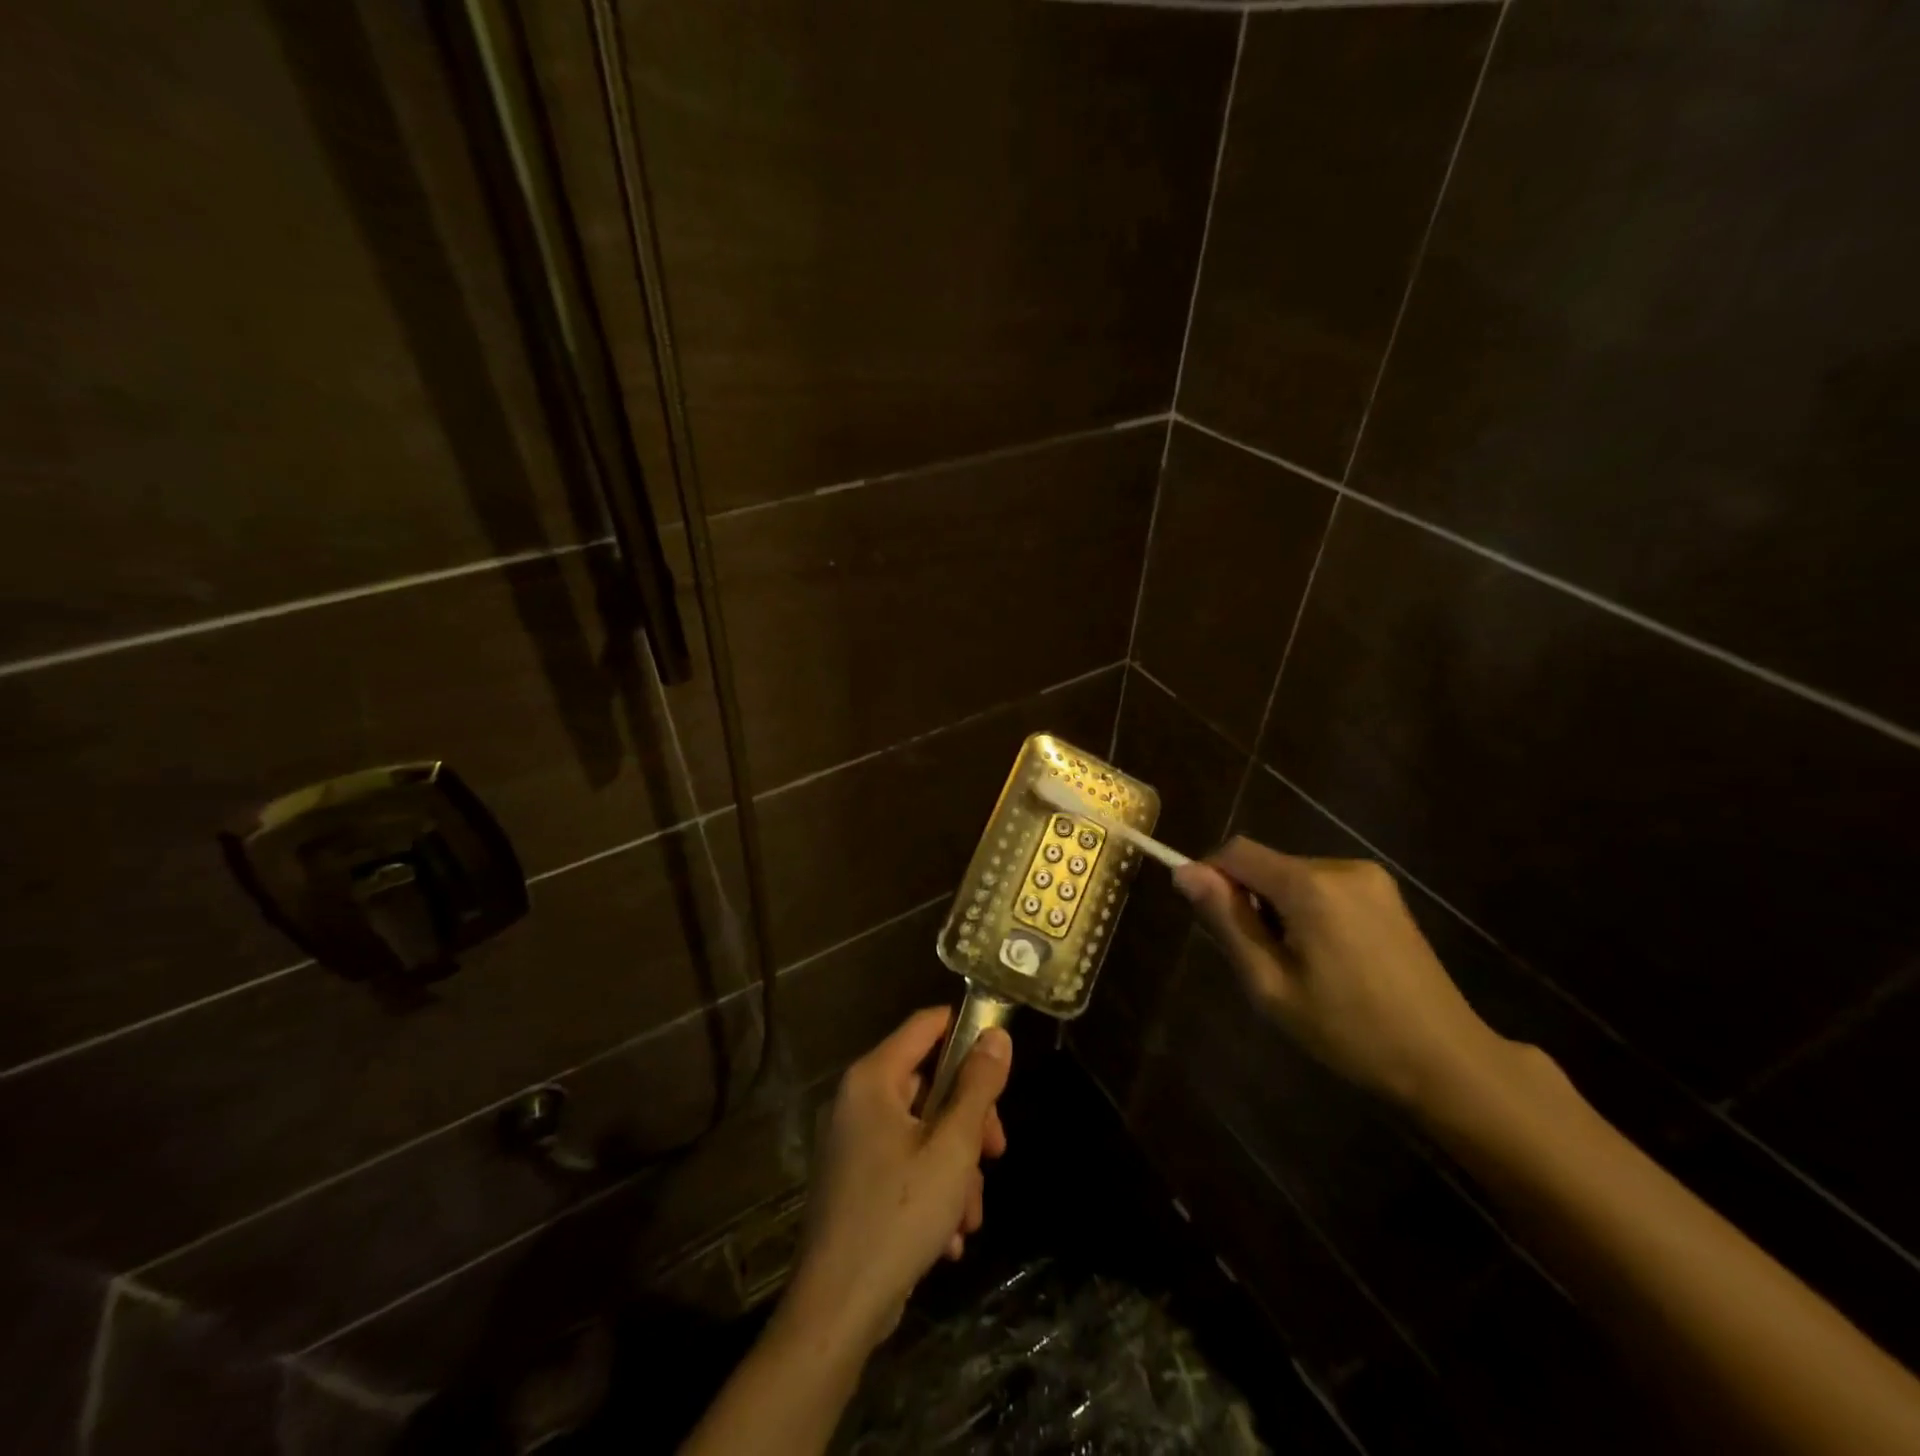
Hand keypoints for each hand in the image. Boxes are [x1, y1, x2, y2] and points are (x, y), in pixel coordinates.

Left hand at [783, 1007, 1010, 1352]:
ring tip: (969, 1214)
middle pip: (930, 1083)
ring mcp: (853, 1142)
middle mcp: (858, 1100)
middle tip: (996, 1152)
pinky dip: (932, 1189)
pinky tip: (948, 1236)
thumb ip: (977, 1086)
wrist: (837, 1311)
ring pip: (924, 1131)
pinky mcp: (856, 1181)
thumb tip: (996, 1035)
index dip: (966, 1031)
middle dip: (969, 1122)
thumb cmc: (899, 1214)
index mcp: (873, 1078)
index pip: (926, 1025)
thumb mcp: (953, 1147)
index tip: (1001, 1061)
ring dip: (956, 1167)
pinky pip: (905, 1163)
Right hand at [1174, 837, 1511, 1112]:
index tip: (1212, 922)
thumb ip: (1226, 921)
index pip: (1236, 852)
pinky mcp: (1386, 893)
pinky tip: (1329, 956)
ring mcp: (1369, 877)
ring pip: (1293, 875)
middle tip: (1263, 961)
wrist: (1446, 1060)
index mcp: (1310, 886)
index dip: (1212, 877)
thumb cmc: (1348, 1030)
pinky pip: (1324, 886)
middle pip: (1267, 864)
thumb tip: (1184, 872)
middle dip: (1250, 900)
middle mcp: (1340, 866)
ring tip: (1300, 965)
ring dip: (1279, 907)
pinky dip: (1308, 909)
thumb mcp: (1270, 984)